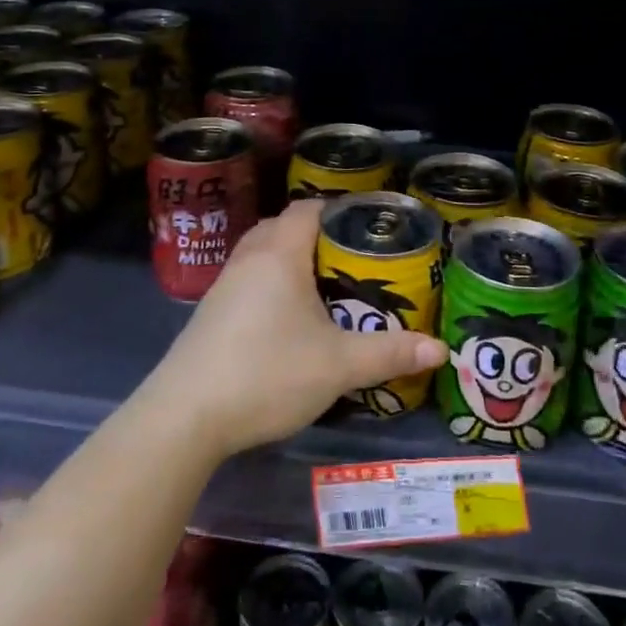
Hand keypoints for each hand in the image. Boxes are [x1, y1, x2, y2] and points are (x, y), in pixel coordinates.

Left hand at [143, 200, 447, 461]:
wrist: (185, 417)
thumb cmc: (267, 374)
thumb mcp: (338, 366)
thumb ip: (389, 353)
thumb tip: (440, 349)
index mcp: (279, 255)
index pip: (307, 208)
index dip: (336, 209)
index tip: (365, 226)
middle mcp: (248, 259)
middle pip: (282, 226)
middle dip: (314, 234)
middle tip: (349, 257)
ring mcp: (222, 286)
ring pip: (260, 253)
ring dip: (288, 258)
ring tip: (321, 285)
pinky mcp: (208, 313)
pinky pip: (246, 278)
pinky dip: (268, 282)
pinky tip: (284, 317)